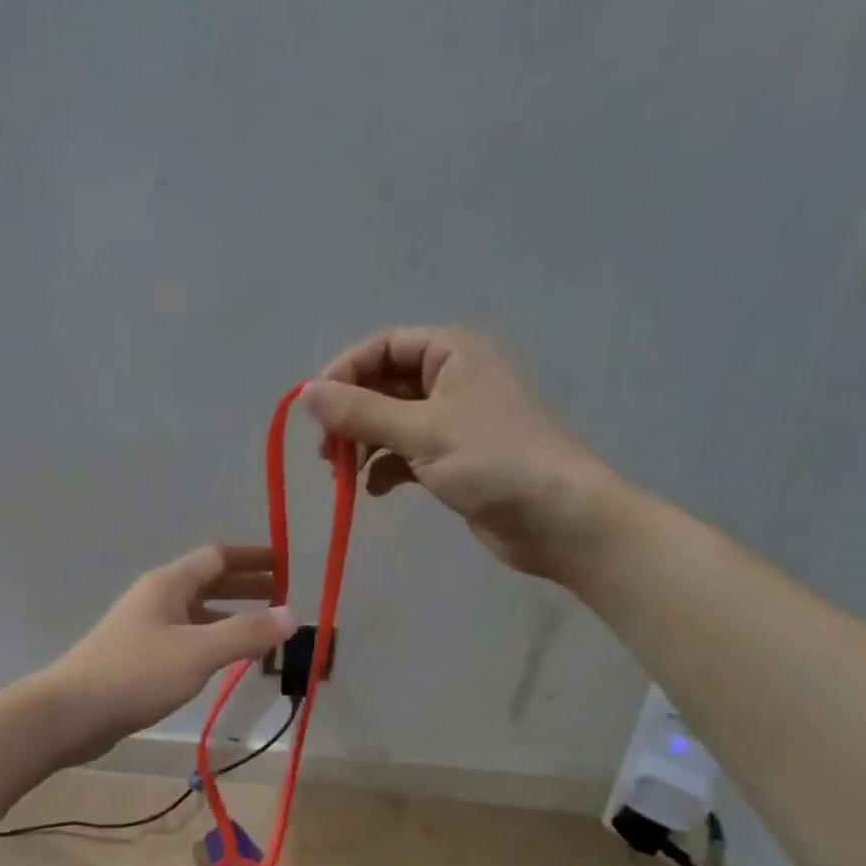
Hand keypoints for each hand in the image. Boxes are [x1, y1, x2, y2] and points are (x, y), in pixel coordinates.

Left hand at [43, 545, 298, 763]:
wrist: (69, 714)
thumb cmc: (136, 674)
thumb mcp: (198, 652)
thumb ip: (246, 633)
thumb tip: (292, 615)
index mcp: (168, 584)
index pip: (217, 558)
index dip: (253, 558)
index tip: (285, 564)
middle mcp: (156, 598)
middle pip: (208, 582)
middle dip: (246, 586)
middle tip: (283, 596)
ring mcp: (145, 628)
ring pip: (197, 613)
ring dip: (230, 616)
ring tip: (263, 630)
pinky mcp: (138, 658)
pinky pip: (186, 638)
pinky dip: (212, 640)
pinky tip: (225, 660)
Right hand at [301, 326, 629, 583]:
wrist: (559, 520)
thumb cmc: (494, 461)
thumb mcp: (422, 432)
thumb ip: (360, 412)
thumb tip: (306, 393)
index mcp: (452, 353)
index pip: (383, 346)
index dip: (345, 371)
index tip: (315, 409)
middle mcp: (452, 379)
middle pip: (383, 384)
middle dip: (351, 415)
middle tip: (325, 450)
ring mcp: (453, 421)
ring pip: (391, 421)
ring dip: (362, 444)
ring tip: (341, 474)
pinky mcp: (453, 458)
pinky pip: (405, 452)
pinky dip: (384, 468)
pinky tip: (373, 490)